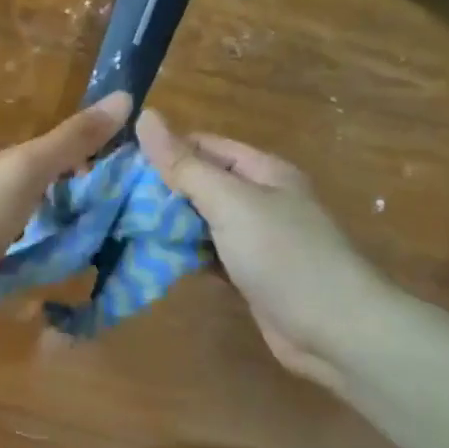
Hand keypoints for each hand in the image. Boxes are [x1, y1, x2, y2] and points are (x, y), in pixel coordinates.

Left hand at [0, 92, 132, 299]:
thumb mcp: (31, 167)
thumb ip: (74, 139)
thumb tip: (125, 97)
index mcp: (3, 162)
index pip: (53, 151)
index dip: (89, 161)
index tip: (124, 180)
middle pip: (44, 187)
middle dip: (76, 198)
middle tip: (117, 219)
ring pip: (33, 220)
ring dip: (59, 227)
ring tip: (96, 245)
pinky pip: (22, 251)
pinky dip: (42, 254)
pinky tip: (60, 267)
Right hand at [136, 109, 390, 387]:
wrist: (336, 331)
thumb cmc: (283, 255)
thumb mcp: (230, 202)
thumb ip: (185, 165)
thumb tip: (145, 116)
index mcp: (263, 171)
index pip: (204, 146)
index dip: (164, 149)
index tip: (118, 163)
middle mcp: (260, 200)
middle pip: (201, 183)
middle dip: (161, 190)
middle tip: (112, 200)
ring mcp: (256, 240)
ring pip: (202, 222)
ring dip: (168, 225)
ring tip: (120, 227)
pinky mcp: (249, 275)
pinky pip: (208, 255)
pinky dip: (184, 256)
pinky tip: (152, 259)